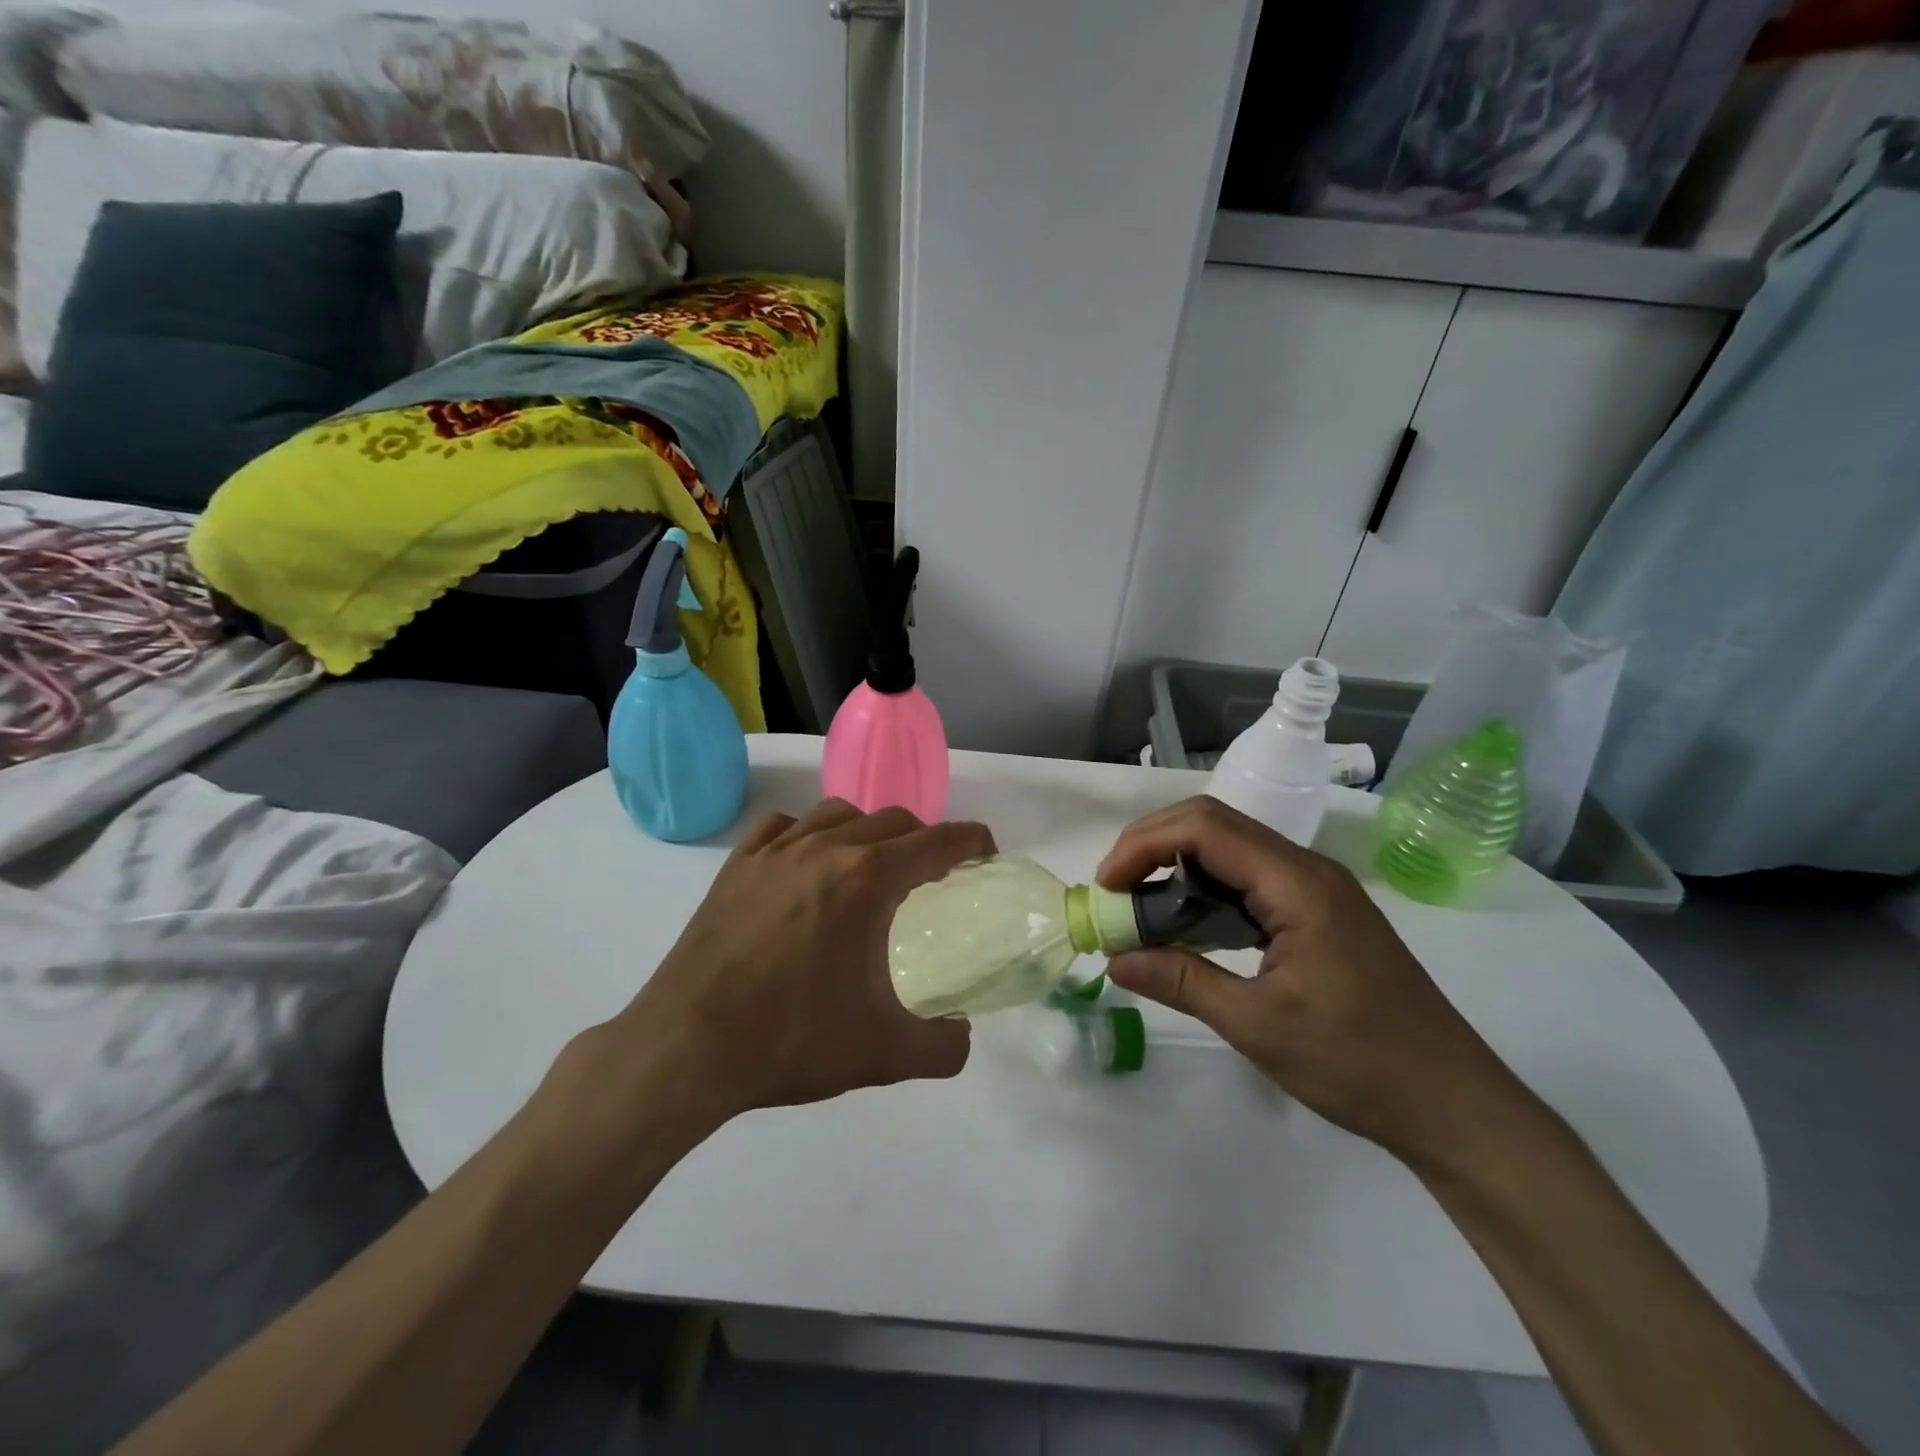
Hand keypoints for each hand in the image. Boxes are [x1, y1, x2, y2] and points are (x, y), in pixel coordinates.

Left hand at [620, 799, 993, 1116]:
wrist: (685, 1048)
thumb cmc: (790, 1041)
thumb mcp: (882, 1054)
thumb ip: (942, 1047)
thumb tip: (963, 1038)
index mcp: (866, 880)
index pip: (936, 842)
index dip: (970, 842)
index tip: (986, 852)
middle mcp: (824, 848)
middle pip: (892, 821)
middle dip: (924, 839)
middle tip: (934, 874)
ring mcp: (774, 852)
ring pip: (838, 813)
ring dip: (869, 830)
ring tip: (872, 865)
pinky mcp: (736, 867)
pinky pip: (782, 826)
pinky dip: (808, 832)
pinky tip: (805, 860)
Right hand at [1098, 796, 1519, 1163]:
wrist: (1454, 1105)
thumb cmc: (1359, 1064)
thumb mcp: (1258, 1026)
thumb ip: (1182, 982)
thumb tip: (1115, 961)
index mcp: (1298, 884)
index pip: (1204, 828)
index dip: (1144, 844)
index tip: (1106, 885)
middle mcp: (1307, 870)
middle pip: (1213, 825)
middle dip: (1153, 847)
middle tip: (1114, 890)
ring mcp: (1316, 890)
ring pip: (1230, 850)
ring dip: (1177, 868)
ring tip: (1139, 908)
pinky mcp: (1318, 913)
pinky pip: (1249, 880)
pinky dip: (1205, 892)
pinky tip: (1186, 927)